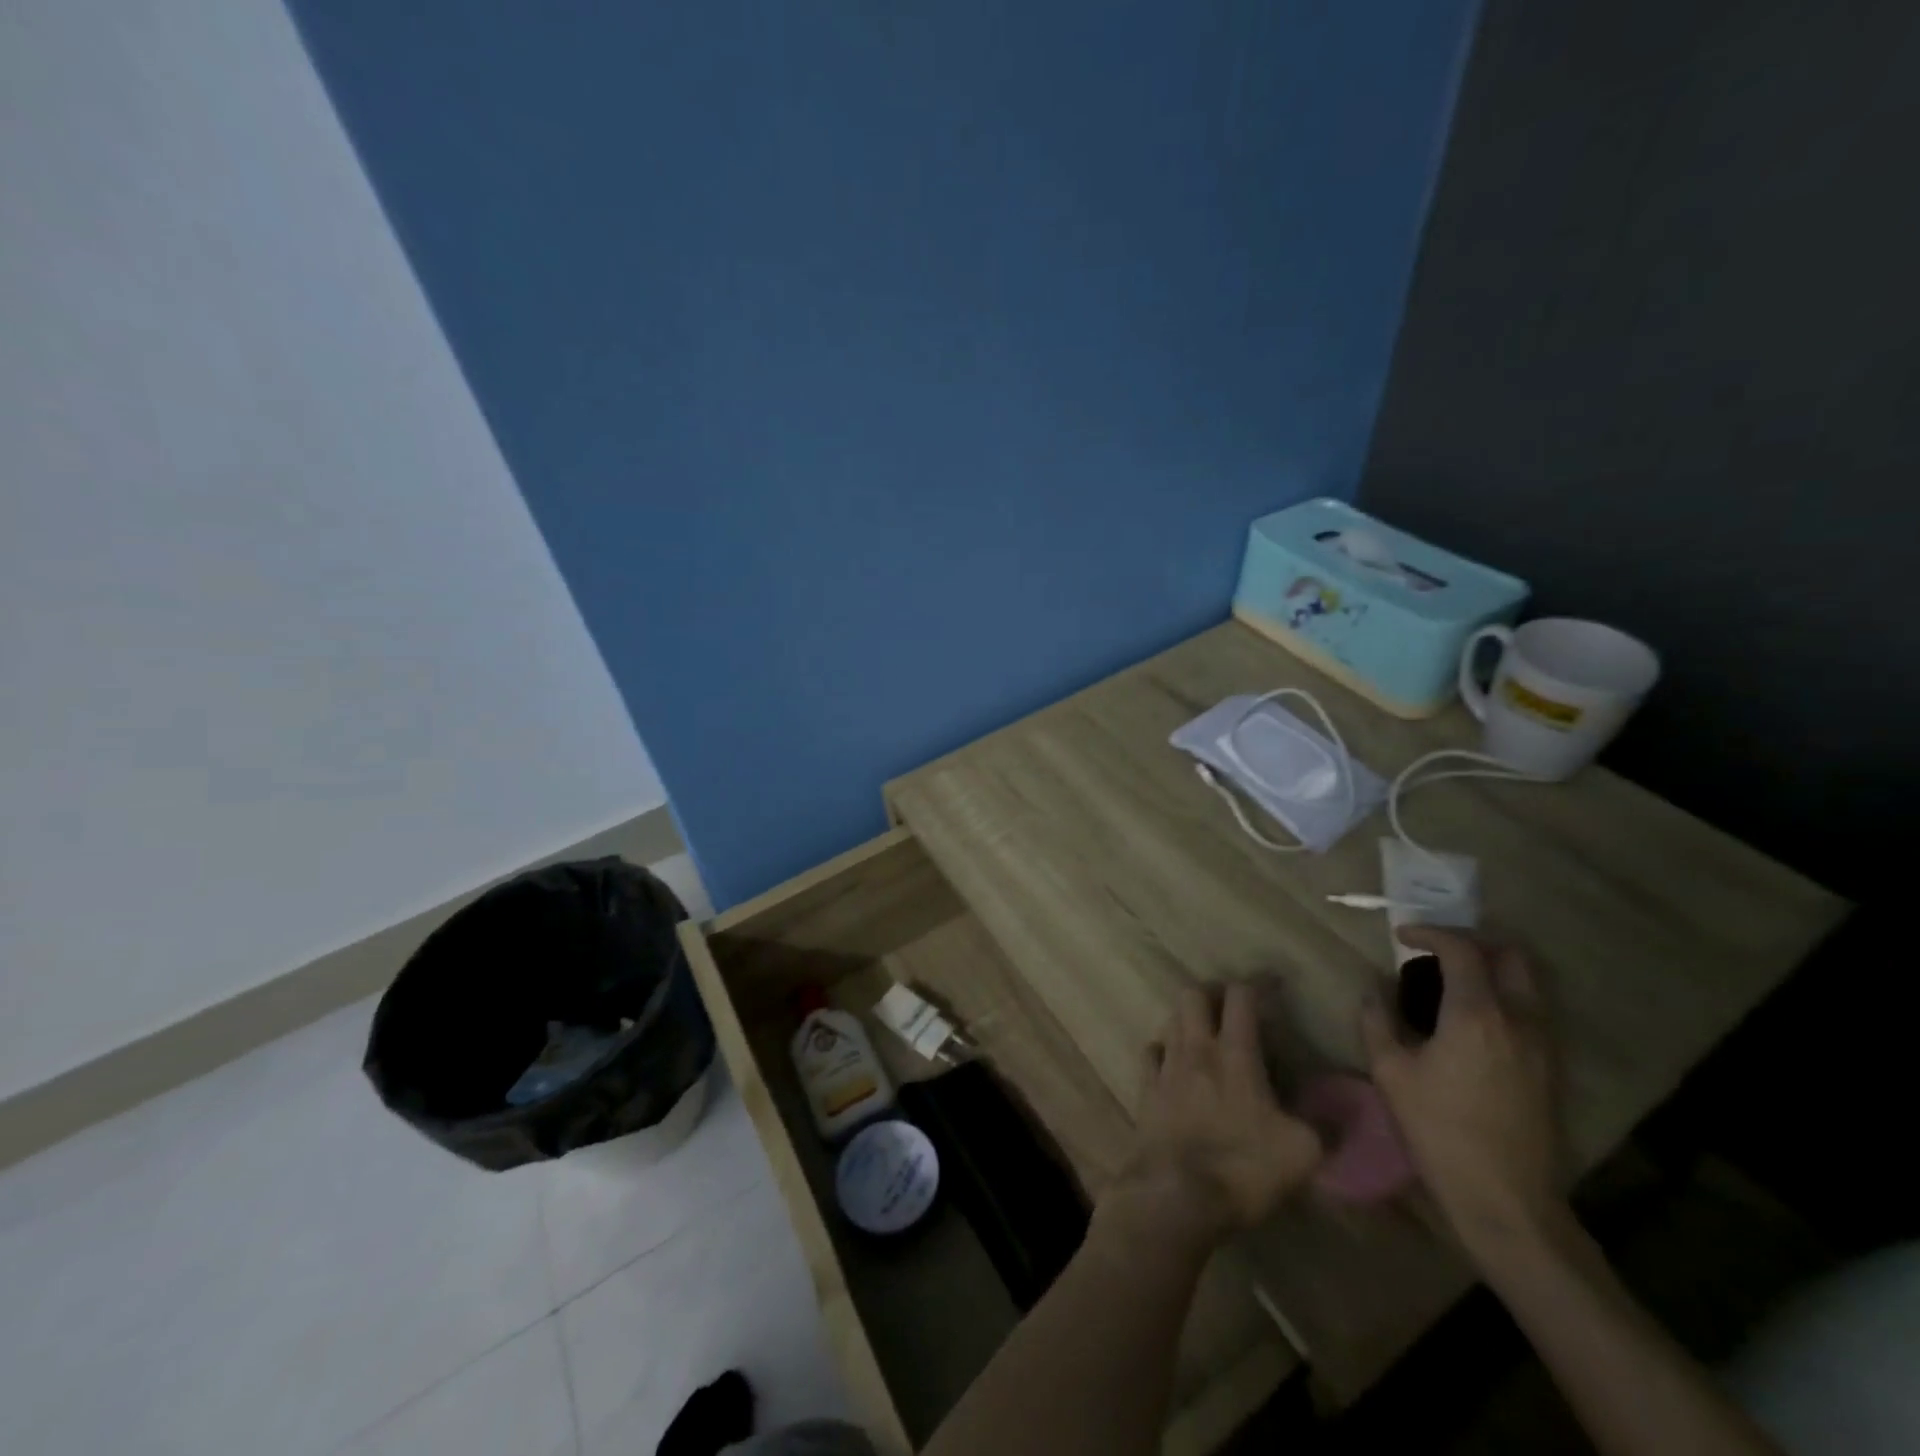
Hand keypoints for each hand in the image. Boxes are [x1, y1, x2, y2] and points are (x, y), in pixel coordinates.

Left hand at [1103, 983, 1322, 1252]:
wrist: (1177, 1195)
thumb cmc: (1244, 1167)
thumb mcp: (1302, 1153)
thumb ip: (1322, 1127)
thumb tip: (1339, 1116)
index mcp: (1236, 1054)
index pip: (1241, 998)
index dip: (1257, 984)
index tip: (1272, 985)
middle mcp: (1196, 1049)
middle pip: (1193, 995)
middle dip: (1211, 992)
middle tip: (1230, 1007)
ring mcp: (1166, 1067)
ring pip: (1170, 1019)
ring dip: (1187, 1019)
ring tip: (1204, 1033)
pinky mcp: (1146, 1090)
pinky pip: (1150, 1053)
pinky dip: (1162, 1050)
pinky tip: (1172, 1062)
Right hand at [1360, 927, 1563, 1259]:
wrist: (1505, 1199)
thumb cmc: (1439, 1130)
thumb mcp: (1390, 1072)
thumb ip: (1377, 1021)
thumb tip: (1374, 990)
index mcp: (1476, 1015)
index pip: (1461, 950)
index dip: (1429, 934)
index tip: (1402, 937)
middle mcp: (1519, 1020)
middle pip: (1511, 956)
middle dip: (1473, 943)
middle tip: (1438, 952)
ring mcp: (1543, 1045)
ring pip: (1528, 984)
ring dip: (1493, 970)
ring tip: (1453, 983)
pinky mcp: (1552, 1069)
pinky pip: (1532, 1013)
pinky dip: (1505, 999)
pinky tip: (1474, 1021)